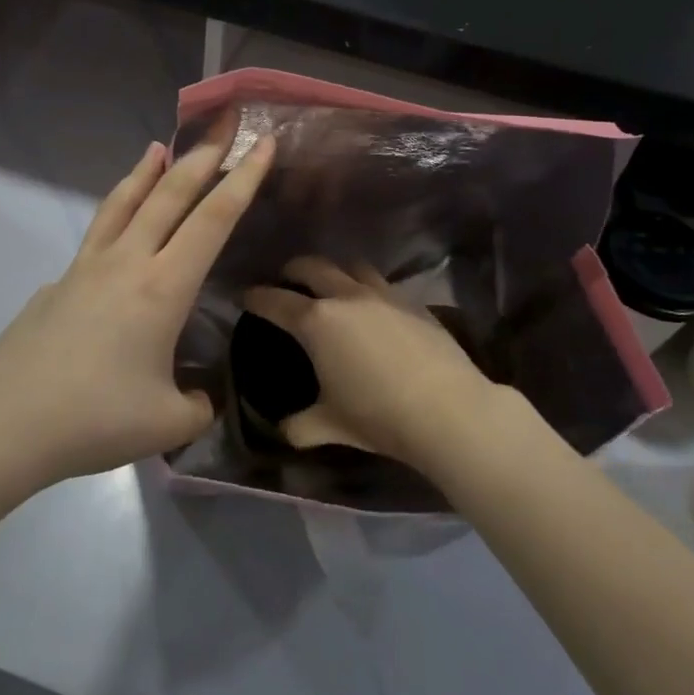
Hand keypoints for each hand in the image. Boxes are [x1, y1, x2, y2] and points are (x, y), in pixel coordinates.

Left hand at [0, 121, 274, 493]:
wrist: (3, 424)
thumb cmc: (94, 418)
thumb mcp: (168, 423)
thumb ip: (199, 405)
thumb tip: (203, 397)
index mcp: (163, 287)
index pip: (214, 219)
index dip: (244, 177)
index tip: (264, 142)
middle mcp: (127, 262)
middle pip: (169, 193)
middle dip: (203, 154)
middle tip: (223, 122)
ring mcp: (87, 267)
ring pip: (123, 202)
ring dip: (147, 171)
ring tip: (158, 146)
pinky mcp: (59, 282)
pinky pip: (97, 233)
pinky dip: (115, 212)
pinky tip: (117, 232)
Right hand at [244, 258, 502, 469]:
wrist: (447, 409)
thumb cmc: (378, 416)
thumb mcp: (330, 426)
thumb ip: (300, 425)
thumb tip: (284, 428)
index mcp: (317, 322)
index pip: (275, 301)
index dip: (256, 297)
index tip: (246, 296)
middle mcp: (346, 297)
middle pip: (312, 266)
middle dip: (293, 270)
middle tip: (286, 280)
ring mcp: (383, 295)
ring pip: (352, 266)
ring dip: (335, 271)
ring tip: (332, 286)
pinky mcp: (412, 302)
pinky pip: (382, 283)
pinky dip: (367, 287)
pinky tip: (372, 308)